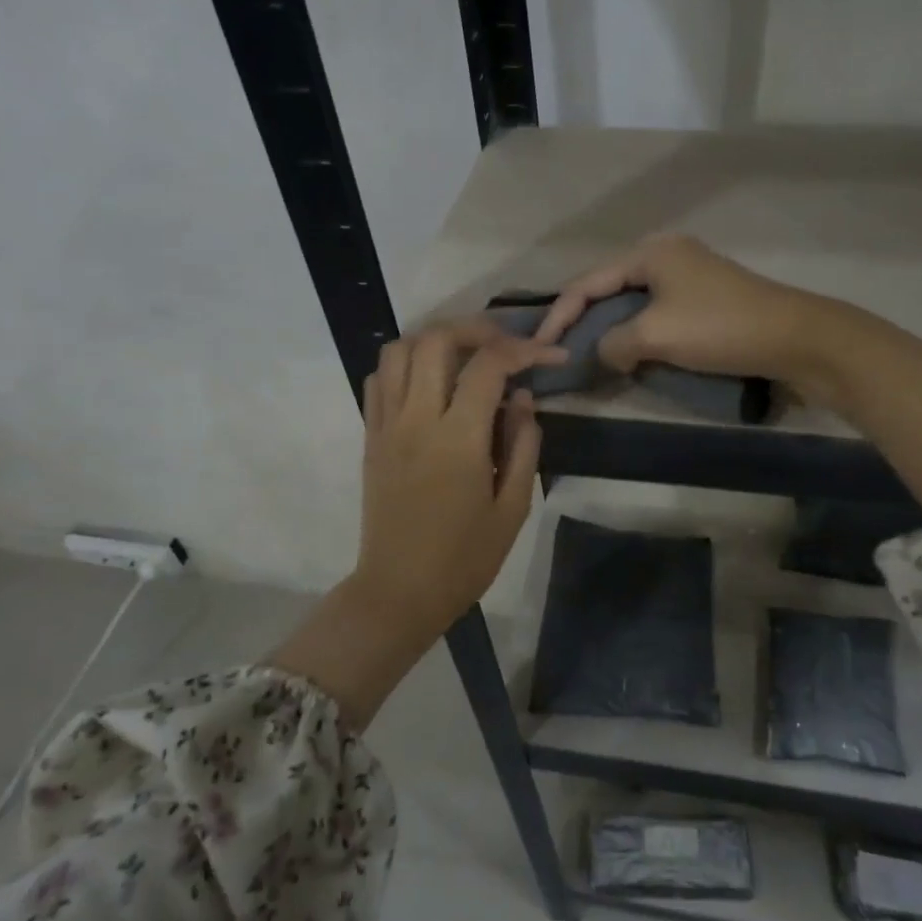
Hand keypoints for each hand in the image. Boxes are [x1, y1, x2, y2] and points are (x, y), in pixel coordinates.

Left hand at [351, 320, 563, 631]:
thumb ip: (523, 445)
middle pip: (437, 340)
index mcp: (458, 439)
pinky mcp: (370, 436)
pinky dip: (405, 364)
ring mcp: (387, 425)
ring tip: (465, 355)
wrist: (399, 591)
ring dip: (436, 340)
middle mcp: (417, 420)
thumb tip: (522, 398)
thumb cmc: (464, 558)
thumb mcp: (513, 508)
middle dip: (477, 329)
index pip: (489, 365)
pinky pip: (380, 379)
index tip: (551, 355)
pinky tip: (430, 381)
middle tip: (505, 345)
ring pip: (399, 349)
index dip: (525, 350)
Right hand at [533, 234, 834, 389]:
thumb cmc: (719, 328)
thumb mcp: (655, 335)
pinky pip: (656, 313)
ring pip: (632, 302)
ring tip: (588, 355)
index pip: (587, 282)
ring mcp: (688, 275)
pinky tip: (630, 354)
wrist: (795, 338)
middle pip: (608, 287)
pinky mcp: (705, 298)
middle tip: (560, 349)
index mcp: (650, 252)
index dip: (559, 315)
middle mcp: (666, 254)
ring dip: (610, 329)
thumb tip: (603, 353)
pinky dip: (637, 333)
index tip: (540, 346)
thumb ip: (613, 342)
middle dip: (582, 319)